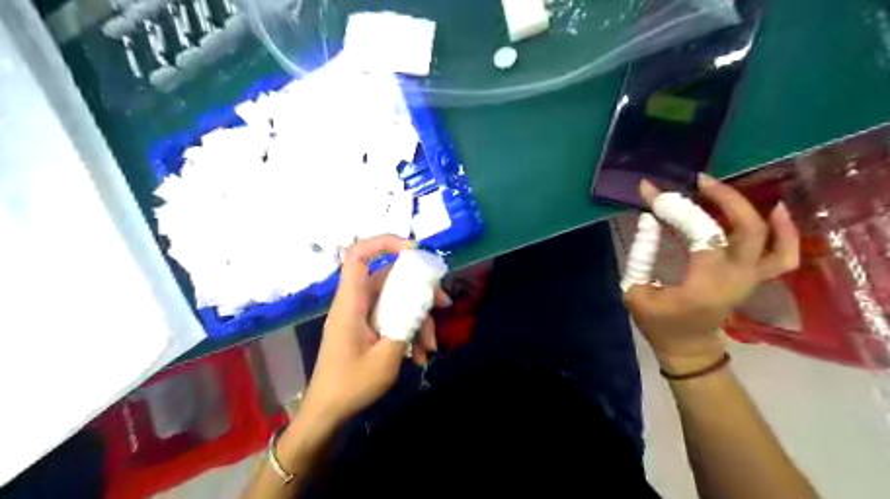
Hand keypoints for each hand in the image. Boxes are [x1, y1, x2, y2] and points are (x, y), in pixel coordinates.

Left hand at [300, 233, 453, 428]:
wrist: (327, 412)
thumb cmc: (350, 385)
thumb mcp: (386, 358)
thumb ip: (406, 326)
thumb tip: (423, 303)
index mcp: (351, 302)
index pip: (358, 256)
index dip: (384, 243)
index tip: (414, 251)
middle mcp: (356, 302)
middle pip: (389, 278)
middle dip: (419, 289)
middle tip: (443, 304)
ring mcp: (362, 315)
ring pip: (396, 300)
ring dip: (418, 318)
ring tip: (431, 346)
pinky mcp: (368, 328)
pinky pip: (392, 317)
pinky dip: (409, 331)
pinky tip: (420, 355)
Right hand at [624, 173, 799, 372]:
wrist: (688, 349)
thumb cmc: (658, 324)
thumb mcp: (636, 292)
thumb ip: (640, 255)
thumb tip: (649, 220)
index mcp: (705, 284)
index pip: (699, 233)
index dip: (675, 208)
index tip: (651, 191)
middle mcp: (737, 278)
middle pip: (745, 228)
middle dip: (721, 198)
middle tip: (695, 181)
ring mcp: (751, 278)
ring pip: (769, 237)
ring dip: (747, 208)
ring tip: (721, 189)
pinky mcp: (754, 278)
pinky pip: (783, 254)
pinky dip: (784, 231)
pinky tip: (773, 210)